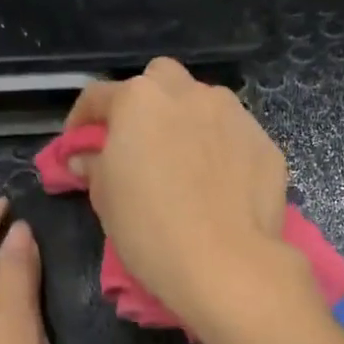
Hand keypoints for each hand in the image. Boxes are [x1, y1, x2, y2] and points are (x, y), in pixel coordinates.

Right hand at [65, 59, 306, 324]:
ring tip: (185, 162)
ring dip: (189, 121)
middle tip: (140, 141)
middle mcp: (189, 94)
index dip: (82, 120)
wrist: (226, 262)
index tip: (79, 144)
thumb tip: (86, 156)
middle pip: (160, 80)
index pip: (99, 96)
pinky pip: (234, 136)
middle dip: (146, 102)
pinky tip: (220, 183)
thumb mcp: (106, 198)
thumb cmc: (150, 229)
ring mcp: (233, 114)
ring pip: (204, 103)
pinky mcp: (265, 142)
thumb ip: (94, 165)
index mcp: (139, 100)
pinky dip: (222, 149)